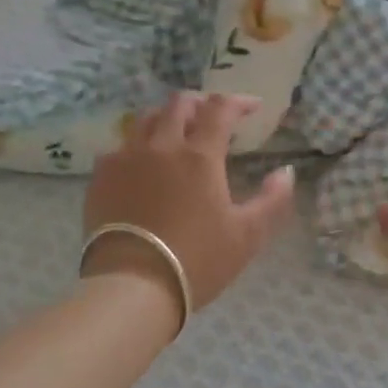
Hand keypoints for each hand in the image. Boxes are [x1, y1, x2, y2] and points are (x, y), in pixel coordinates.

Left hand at [82, 92, 295, 315]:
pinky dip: (138, 145)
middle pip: (179, 104)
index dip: (238, 102)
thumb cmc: (197, 260)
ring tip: (176, 132)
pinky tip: (142, 163)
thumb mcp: (247, 235)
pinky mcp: (101, 176)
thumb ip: (272, 200)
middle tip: (212, 117)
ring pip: (146, 118)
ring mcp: (126, 158)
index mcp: (200, 155)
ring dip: (166, 117)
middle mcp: (162, 145)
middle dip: (201, 103)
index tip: (252, 107)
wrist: (132, 286)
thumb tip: (286, 172)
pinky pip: (119, 146)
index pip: (220, 109)